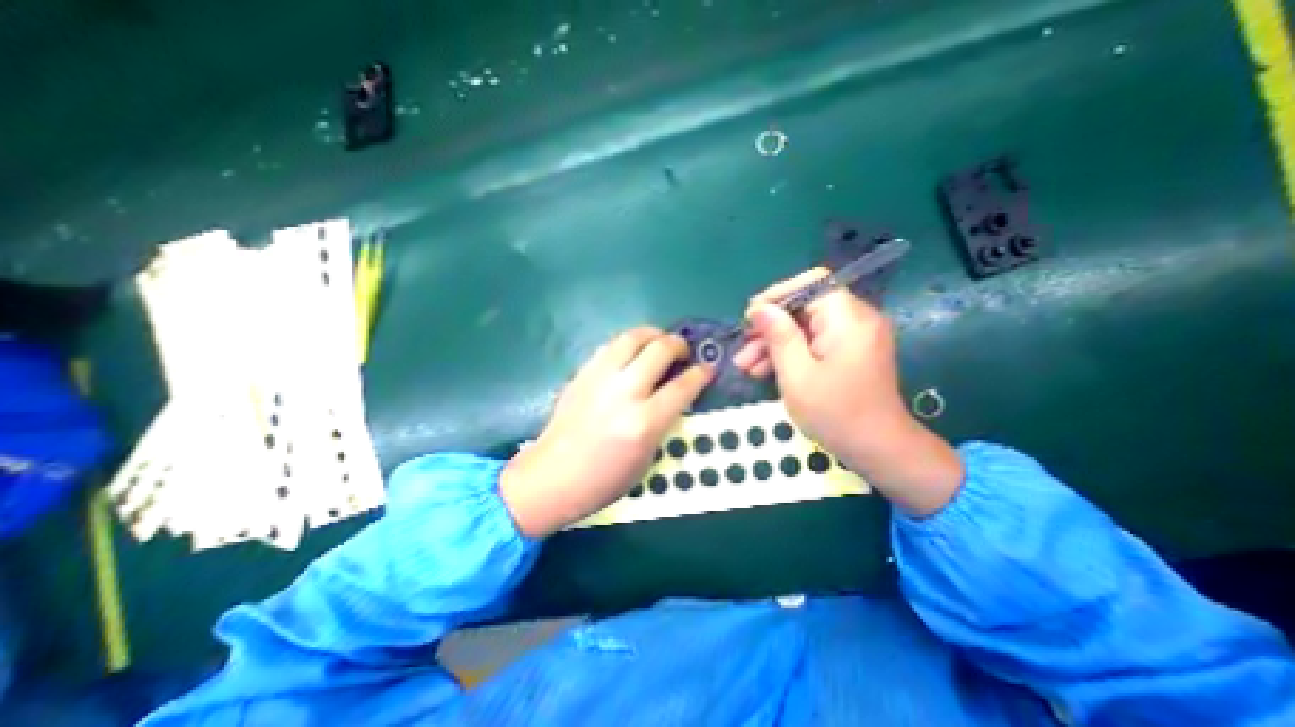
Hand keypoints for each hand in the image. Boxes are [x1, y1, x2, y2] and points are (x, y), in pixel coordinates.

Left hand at [500, 326, 712, 536]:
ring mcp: (600, 378)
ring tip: (660, 343)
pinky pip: (611, 345)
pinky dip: (629, 343)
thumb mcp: (647, 458)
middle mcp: (624, 393)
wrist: (552, 476)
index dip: (701, 373)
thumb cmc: (604, 480)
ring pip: (633, 337)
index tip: (707, 368)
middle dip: (679, 345)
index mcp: (644, 422)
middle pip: (660, 349)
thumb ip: (664, 421)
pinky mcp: (583, 373)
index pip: (683, 385)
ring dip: (653, 335)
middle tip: (683, 352)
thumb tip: (677, 394)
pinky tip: (632, 353)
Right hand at [726, 267, 958, 515]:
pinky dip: (791, 352)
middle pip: (805, 307)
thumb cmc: (836, 414)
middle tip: (743, 347)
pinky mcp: (850, 352)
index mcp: (848, 320)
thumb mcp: (797, 376)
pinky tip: (764, 370)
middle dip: (770, 326)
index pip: (811, 284)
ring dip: (775, 343)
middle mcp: (856, 320)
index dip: (777, 295)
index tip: (751, 317)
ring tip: (745, 365)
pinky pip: (815, 342)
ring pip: (806, 326)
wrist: (879, 450)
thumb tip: (760, 309)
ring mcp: (855, 336)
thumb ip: (779, 336)